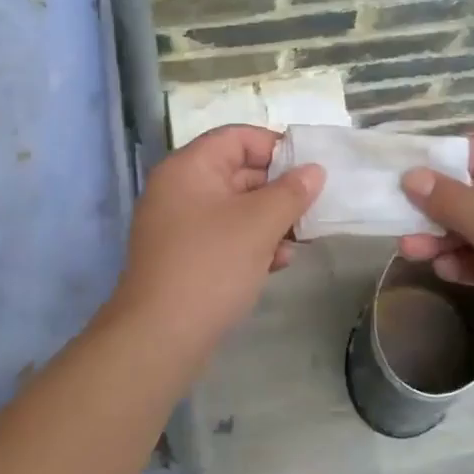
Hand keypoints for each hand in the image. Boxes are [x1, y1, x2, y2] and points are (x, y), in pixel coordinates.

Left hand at [106, 125, 323, 361]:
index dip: (276, 147)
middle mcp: (179, 189)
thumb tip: (314, 170)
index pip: (237, 138)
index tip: (310, 168)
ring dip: (269, 220)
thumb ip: (291, 192)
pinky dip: (251, 243)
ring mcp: (178, 224)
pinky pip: (223, 236)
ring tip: (299, 240)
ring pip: (234, 208)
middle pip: (237, 172)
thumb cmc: (211, 266)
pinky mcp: (183, 256)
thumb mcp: (258, 224)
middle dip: (278, 189)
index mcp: (189, 167)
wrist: (160, 336)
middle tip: (313, 207)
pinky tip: (278, 262)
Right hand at [397, 130, 473, 382]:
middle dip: (436, 203)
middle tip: (398, 215)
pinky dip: (460, 260)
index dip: (445, 156)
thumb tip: (411, 176)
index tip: (407, 173)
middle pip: (473, 187)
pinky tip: (444, 272)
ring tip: (410, 250)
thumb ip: (453, 200)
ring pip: (471, 224)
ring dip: (441, 235)